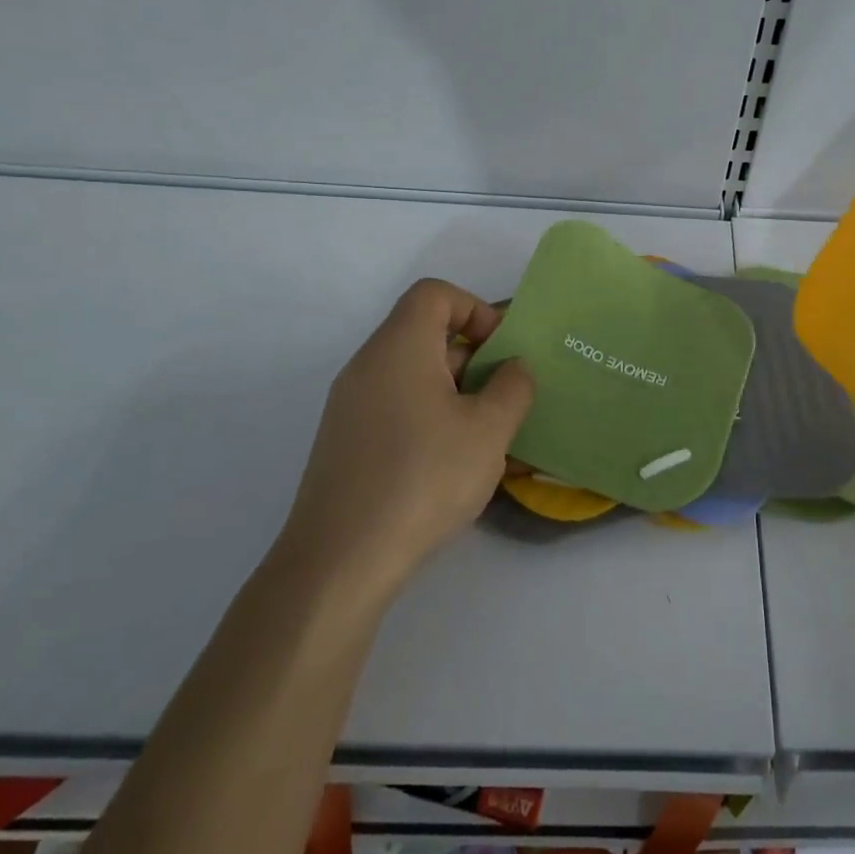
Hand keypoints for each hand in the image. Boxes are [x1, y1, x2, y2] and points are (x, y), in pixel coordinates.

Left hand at [285, 279, 534, 589]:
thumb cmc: (424, 478)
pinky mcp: (345, 441)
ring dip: (454, 391)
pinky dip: (428, 416)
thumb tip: (512, 368)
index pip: (434, 294)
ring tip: (485, 434)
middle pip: (423, 332)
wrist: (341, 559)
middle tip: (504, 396)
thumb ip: (513, 387)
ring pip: (412, 373)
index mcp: (400, 347)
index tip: (501, 352)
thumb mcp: (489, 430)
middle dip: (472, 356)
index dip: (475, 310)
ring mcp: (350, 404)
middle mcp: (368, 365)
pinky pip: (395, 406)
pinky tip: (449, 462)